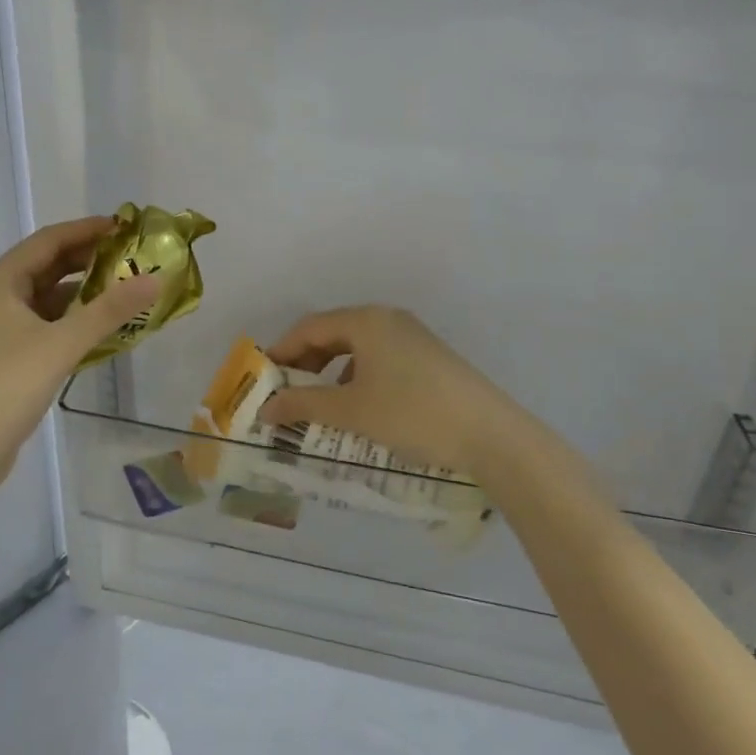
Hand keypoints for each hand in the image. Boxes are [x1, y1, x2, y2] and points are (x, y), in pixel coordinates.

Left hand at [0, 218, 160, 503]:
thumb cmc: (6, 386)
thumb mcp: (62, 343)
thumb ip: (109, 310)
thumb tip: (154, 278)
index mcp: (3, 282)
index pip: (49, 240)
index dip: (87, 229)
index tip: (127, 227)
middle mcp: (0, 297)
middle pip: (50, 266)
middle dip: (90, 260)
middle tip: (134, 258)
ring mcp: (4, 328)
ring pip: (51, 298)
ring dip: (86, 293)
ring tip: (127, 291)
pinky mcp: (11, 356)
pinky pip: (50, 325)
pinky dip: (77, 321)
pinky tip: (106, 330)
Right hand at [257, 306, 531, 479]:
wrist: (491, 435)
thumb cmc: (412, 414)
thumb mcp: (351, 411)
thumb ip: (304, 406)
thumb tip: (265, 408)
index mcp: (366, 321)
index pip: (309, 327)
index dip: (282, 352)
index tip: (264, 380)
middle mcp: (388, 319)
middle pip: (333, 333)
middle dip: (306, 363)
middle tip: (288, 393)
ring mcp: (413, 336)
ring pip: (357, 347)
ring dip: (331, 372)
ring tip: (319, 404)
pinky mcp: (429, 357)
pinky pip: (380, 358)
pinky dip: (358, 377)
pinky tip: (359, 406)